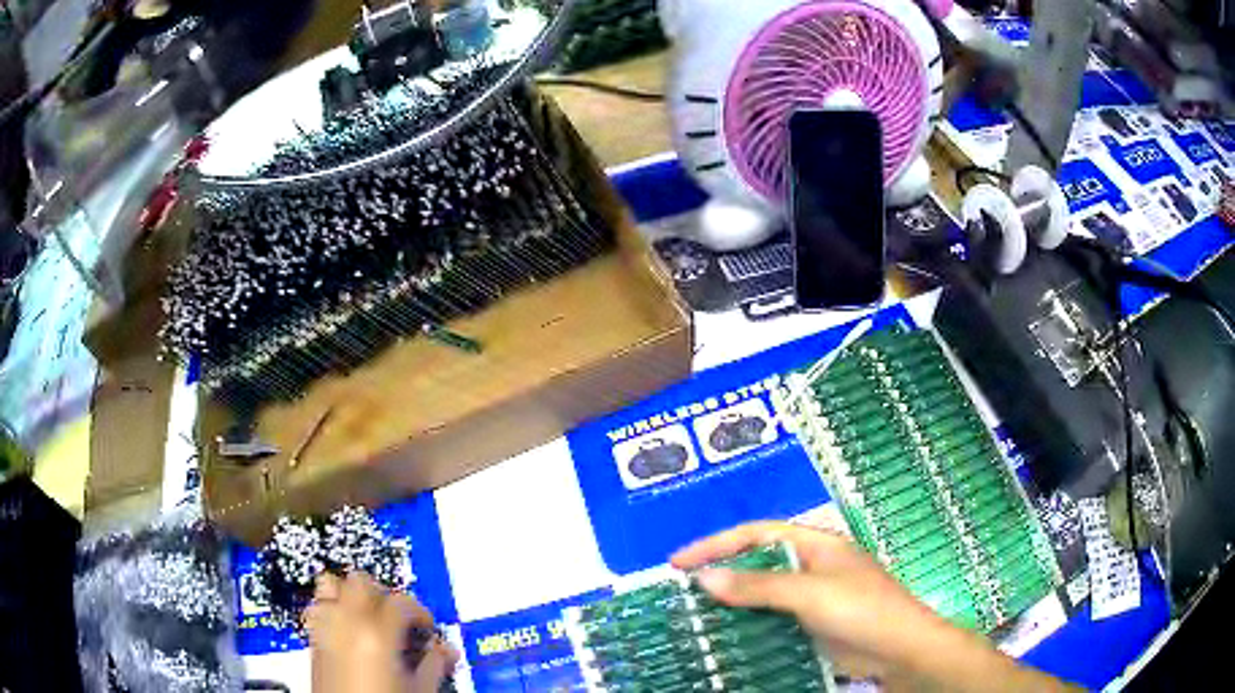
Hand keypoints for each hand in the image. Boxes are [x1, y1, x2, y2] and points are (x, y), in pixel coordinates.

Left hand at [305, 572, 457, 692]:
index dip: (420, 612)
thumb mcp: (420, 689)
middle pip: (361, 581)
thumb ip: (434, 664)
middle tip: (398, 617)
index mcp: (376, 632)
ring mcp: (324, 628)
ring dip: (350, 594)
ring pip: (331, 584)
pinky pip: (318, 607)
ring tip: (368, 617)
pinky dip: (332, 610)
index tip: (426, 627)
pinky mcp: (312, 640)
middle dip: (382, 594)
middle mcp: (346, 622)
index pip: (401, 601)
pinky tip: (347, 631)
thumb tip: (444, 650)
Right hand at [672, 522, 1073, 691]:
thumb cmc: (861, 609)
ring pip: (763, 594)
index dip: (717, 544)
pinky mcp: (813, 624)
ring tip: (694, 614)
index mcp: (816, 544)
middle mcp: (812, 566)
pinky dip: (749, 624)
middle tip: (680, 588)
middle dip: (721, 572)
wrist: (900, 649)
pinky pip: (773, 619)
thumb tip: (705, 578)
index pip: (757, 534)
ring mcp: (813, 597)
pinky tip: (727, 636)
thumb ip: (759, 586)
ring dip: (732, 602)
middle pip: (758, 563)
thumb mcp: (809, 594)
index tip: (679, 561)